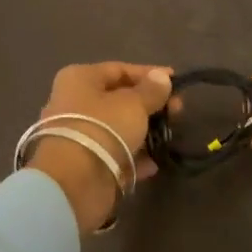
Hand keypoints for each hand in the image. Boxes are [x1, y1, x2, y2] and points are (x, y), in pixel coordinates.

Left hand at [27, 63, 173, 232]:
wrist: (74, 182)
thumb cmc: (104, 128)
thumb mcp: (134, 103)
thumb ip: (151, 90)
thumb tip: (162, 76)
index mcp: (80, 79)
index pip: (120, 69)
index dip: (150, 75)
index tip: (176, 82)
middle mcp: (74, 103)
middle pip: (119, 99)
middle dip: (150, 105)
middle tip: (177, 113)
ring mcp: (79, 135)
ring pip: (118, 128)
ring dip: (144, 133)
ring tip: (169, 137)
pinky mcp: (84, 164)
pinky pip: (114, 154)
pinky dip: (133, 158)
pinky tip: (153, 164)